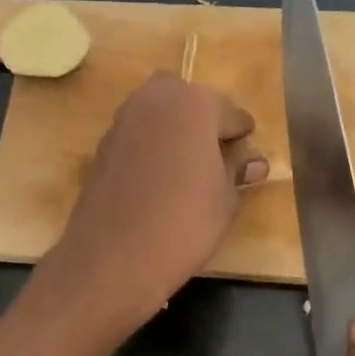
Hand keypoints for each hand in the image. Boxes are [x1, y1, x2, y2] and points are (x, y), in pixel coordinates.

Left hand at [35, 74, 266, 337]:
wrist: (113, 256)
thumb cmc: (184, 224)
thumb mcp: (224, 200)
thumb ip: (236, 171)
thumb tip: (253, 162)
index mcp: (194, 104)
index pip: (230, 113)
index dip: (241, 134)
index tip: (247, 149)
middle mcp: (155, 100)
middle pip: (187, 100)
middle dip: (202, 119)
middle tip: (215, 153)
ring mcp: (122, 121)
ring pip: (157, 113)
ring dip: (173, 130)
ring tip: (188, 166)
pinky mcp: (101, 146)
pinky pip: (136, 136)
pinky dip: (149, 147)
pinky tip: (158, 178)